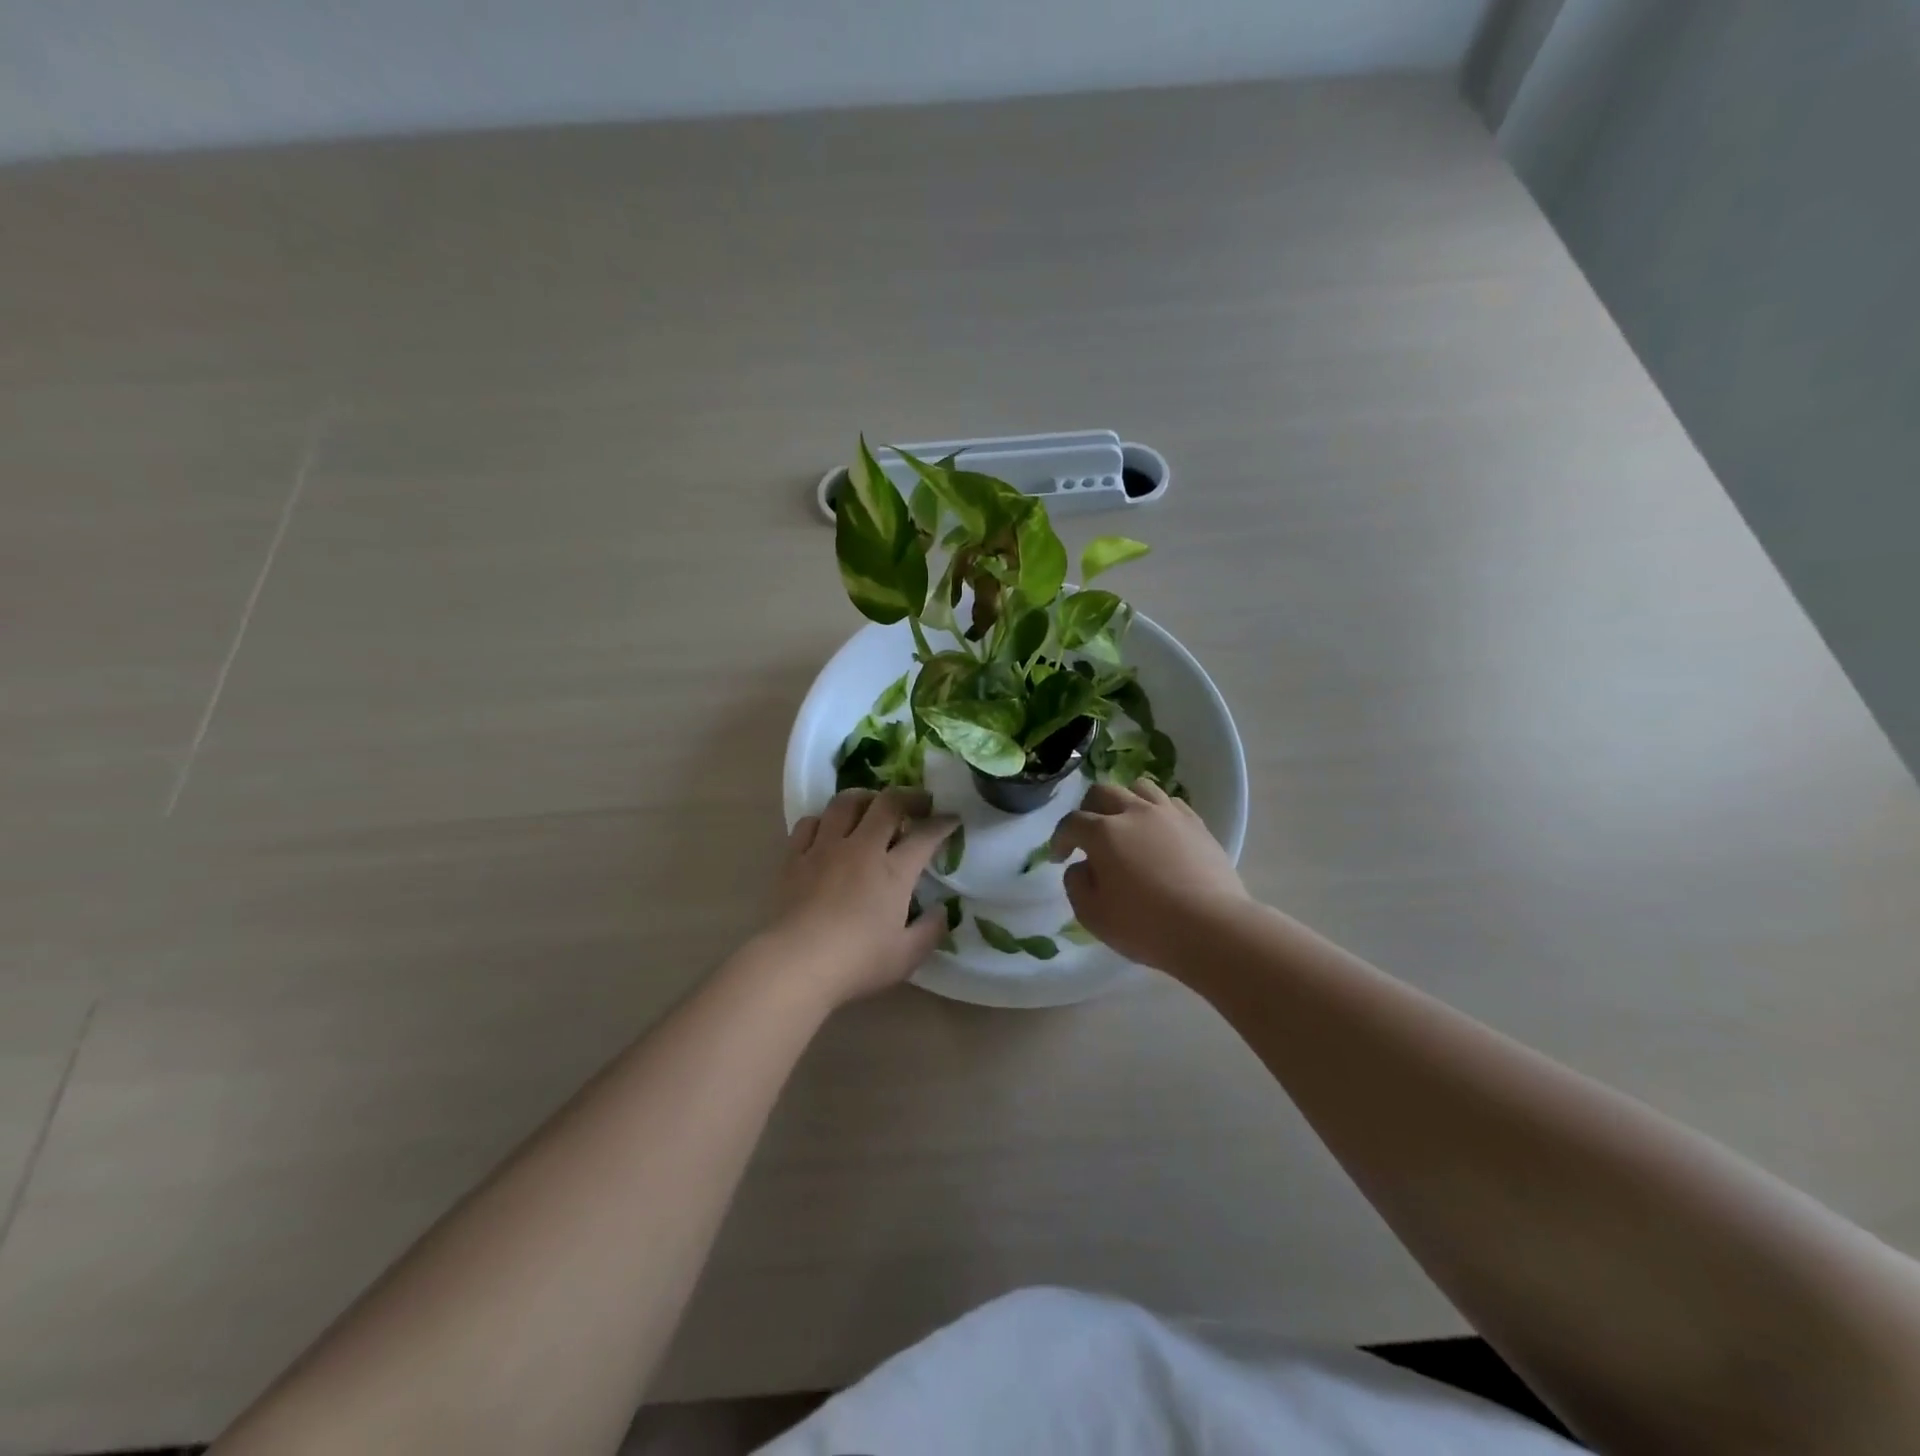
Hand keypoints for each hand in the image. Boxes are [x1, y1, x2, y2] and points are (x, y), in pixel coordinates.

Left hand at [765, 788, 959, 1007]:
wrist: (795, 964)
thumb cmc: (857, 962)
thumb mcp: (907, 956)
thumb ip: (931, 930)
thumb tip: (942, 911)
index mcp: (894, 870)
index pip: (925, 835)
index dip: (943, 823)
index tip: (952, 818)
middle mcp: (861, 848)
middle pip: (887, 804)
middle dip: (909, 796)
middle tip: (919, 803)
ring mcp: (825, 848)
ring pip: (845, 803)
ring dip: (865, 798)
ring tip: (872, 806)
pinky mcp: (794, 857)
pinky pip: (809, 823)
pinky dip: (824, 820)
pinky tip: (828, 830)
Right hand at [1050, 780, 1250, 969]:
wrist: (1212, 929)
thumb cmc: (1146, 926)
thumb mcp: (1093, 915)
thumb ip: (1076, 885)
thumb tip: (1081, 866)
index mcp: (1104, 833)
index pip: (1071, 823)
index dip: (1060, 838)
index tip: (1060, 857)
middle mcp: (1134, 812)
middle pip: (1102, 792)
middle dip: (1088, 810)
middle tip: (1088, 835)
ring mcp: (1169, 814)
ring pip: (1139, 788)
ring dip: (1124, 802)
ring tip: (1126, 825)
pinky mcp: (1197, 824)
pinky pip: (1170, 803)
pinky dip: (1156, 811)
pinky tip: (1158, 833)